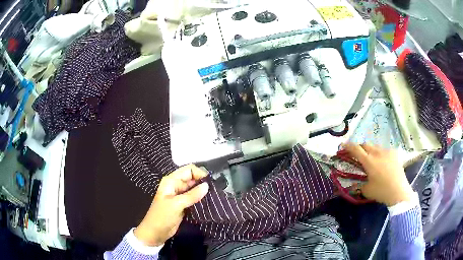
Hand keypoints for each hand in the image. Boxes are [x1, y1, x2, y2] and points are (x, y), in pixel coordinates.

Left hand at [134, 165, 208, 245]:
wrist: (155, 233)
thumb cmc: (162, 216)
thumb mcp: (176, 205)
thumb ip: (192, 195)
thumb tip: (207, 185)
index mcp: (171, 181)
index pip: (189, 170)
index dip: (200, 173)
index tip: (210, 183)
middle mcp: (176, 185)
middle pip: (192, 178)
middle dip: (203, 182)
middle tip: (215, 190)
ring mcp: (180, 195)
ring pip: (194, 188)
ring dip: (203, 191)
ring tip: (215, 196)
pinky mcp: (183, 204)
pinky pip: (194, 198)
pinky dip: (201, 199)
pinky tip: (209, 202)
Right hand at [343, 143, 414, 206]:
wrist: (399, 191)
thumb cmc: (381, 191)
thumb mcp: (367, 191)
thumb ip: (359, 185)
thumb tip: (354, 185)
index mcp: (368, 161)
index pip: (356, 149)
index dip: (348, 146)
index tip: (343, 145)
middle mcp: (377, 153)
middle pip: (365, 144)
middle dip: (360, 147)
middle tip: (357, 154)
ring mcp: (387, 151)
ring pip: (375, 146)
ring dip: (370, 150)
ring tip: (371, 158)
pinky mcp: (394, 153)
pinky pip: (384, 150)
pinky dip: (380, 153)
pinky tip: (383, 161)